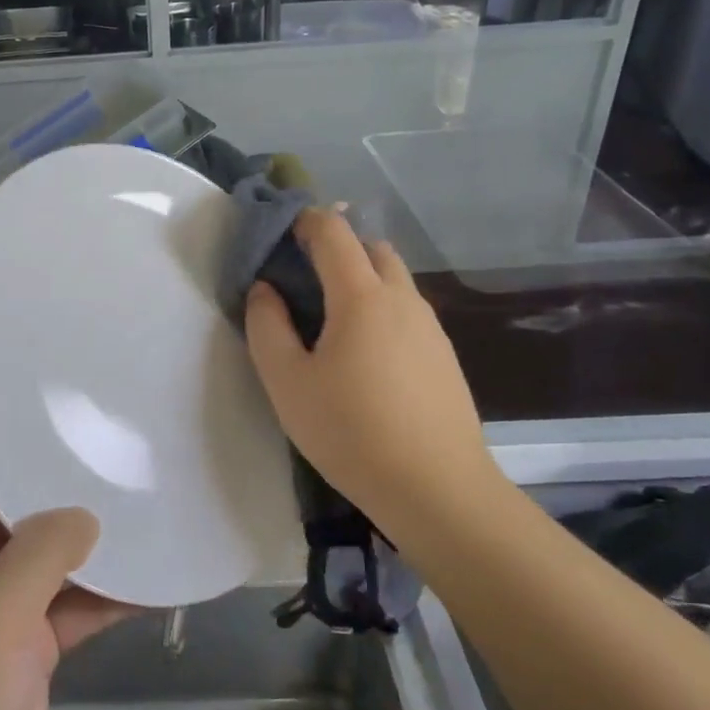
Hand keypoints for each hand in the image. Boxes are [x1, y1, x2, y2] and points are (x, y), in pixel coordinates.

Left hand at [0, 459, 134, 709]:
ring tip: (147, 510)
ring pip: (51, 558)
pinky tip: (151, 578)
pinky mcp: (27, 640)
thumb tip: (86, 515)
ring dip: (93, 547)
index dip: (21, 449)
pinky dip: (104, 594)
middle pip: (22, 511)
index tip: (76, 429)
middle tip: (125, 463)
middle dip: (69, 495)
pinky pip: (69, 603)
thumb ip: (42, 552)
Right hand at [244, 208, 496, 522]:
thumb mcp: (287, 382)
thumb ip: (266, 327)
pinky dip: (382, 308)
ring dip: (362, 278)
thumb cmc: (351, 432)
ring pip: (394, 279)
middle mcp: (402, 298)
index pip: (334, 233)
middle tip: (303, 278)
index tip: (282, 232)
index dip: (306, 220)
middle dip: (338, 247)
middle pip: (372, 248)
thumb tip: (265, 289)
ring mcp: (430, 327)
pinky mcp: (444, 354)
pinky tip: (366, 355)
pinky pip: (407, 311)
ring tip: (331, 320)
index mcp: (361, 296)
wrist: (437, 489)